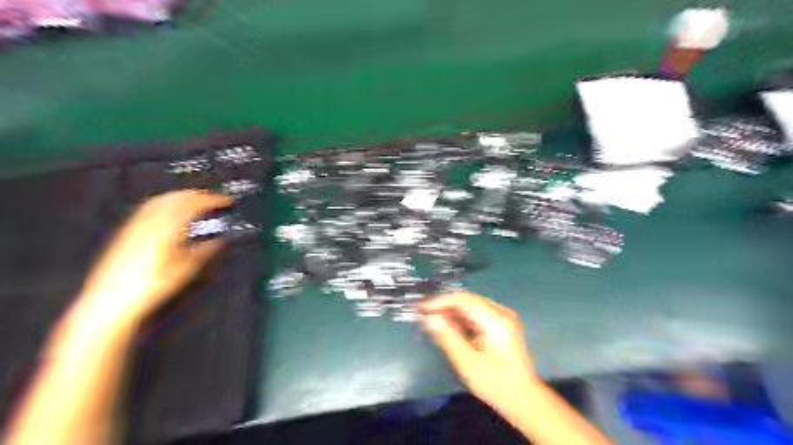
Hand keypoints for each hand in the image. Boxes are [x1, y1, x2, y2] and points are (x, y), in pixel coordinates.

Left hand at [79, 189, 232, 323]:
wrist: (112, 299)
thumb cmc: (153, 285)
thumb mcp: (188, 269)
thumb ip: (206, 250)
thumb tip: (219, 241)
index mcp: (170, 226)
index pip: (195, 203)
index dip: (214, 200)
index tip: (227, 201)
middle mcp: (152, 220)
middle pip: (177, 196)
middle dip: (198, 195)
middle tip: (214, 199)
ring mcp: (137, 224)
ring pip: (162, 200)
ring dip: (182, 196)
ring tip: (195, 201)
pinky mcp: (128, 232)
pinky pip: (149, 208)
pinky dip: (166, 203)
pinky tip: (170, 212)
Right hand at [421, 291, 538, 413]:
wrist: (525, 400)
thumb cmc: (496, 383)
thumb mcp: (467, 362)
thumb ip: (447, 336)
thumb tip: (429, 318)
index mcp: (495, 319)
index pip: (463, 299)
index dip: (440, 301)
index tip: (422, 309)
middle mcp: (501, 312)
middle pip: (468, 300)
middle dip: (445, 305)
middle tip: (425, 315)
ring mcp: (504, 318)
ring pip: (472, 306)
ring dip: (453, 312)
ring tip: (434, 321)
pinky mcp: (503, 326)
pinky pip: (479, 314)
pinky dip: (463, 318)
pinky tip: (451, 327)